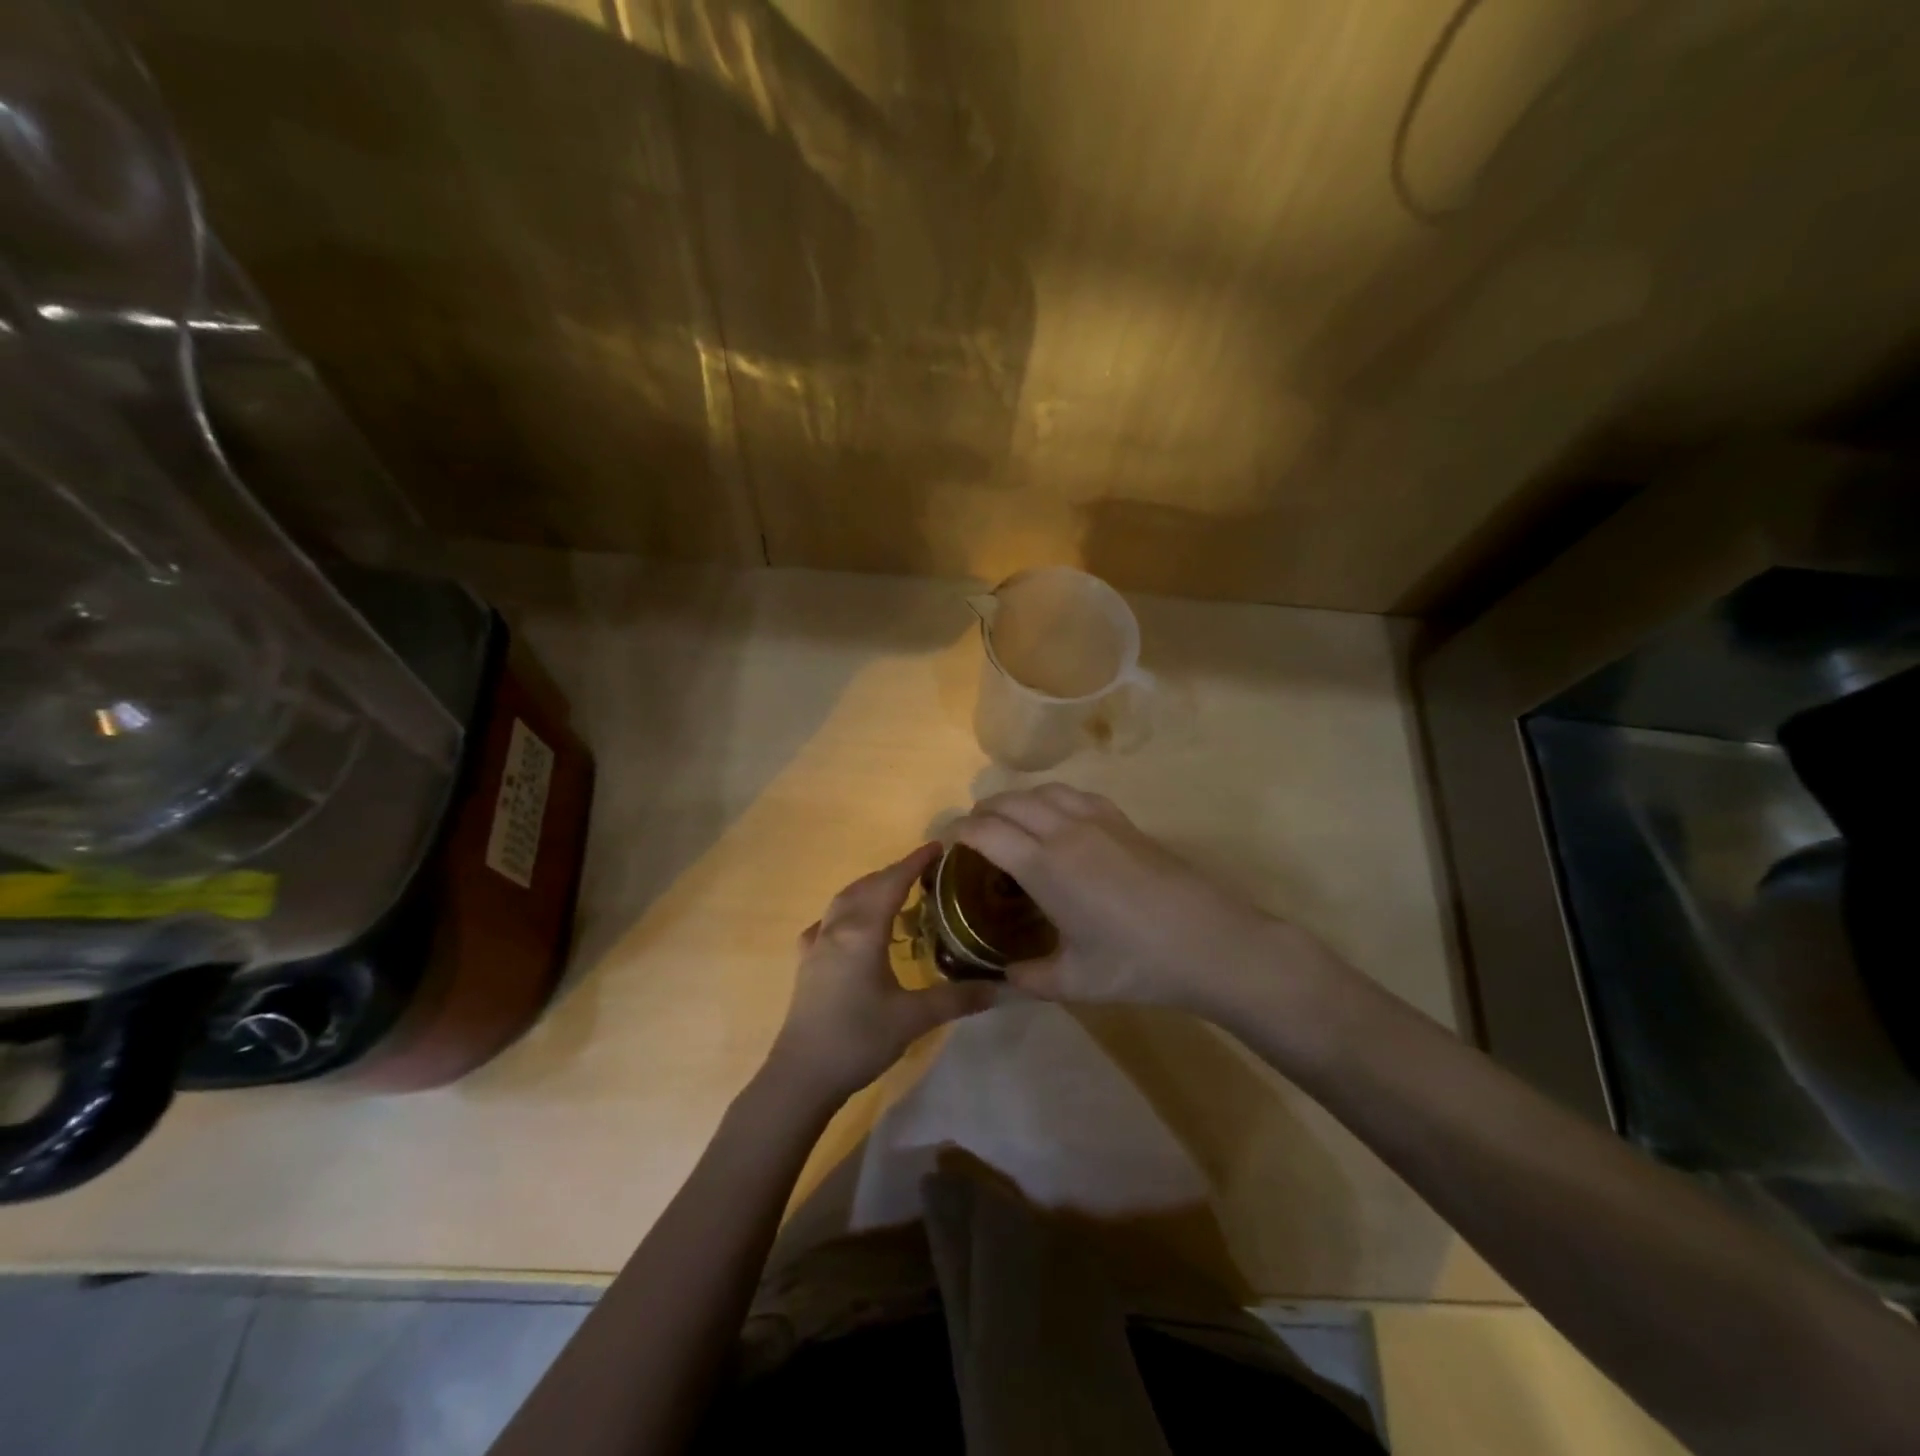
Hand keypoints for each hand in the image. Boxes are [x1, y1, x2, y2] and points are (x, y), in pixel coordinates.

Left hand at [766, 843, 1000, 1103]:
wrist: (802, 1075)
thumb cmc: (858, 1039)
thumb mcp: (913, 1018)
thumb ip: (958, 998)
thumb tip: (1003, 987)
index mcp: (863, 931)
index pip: (892, 882)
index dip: (915, 862)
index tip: (938, 846)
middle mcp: (837, 928)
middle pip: (867, 885)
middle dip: (894, 872)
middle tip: (924, 871)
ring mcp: (817, 944)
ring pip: (844, 900)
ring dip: (870, 888)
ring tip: (895, 893)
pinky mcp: (806, 963)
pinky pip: (828, 922)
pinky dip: (847, 912)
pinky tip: (852, 928)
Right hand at [953, 785, 1341, 1020]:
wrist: (1211, 942)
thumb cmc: (1137, 964)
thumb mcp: (1075, 981)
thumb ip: (1028, 978)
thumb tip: (1001, 978)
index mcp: (1045, 866)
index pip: (986, 831)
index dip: (957, 831)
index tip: (943, 844)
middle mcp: (1065, 830)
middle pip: (1009, 802)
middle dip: (981, 813)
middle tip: (970, 838)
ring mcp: (1098, 820)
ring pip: (1042, 791)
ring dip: (1015, 801)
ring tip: (1007, 824)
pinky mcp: (1123, 821)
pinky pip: (1074, 794)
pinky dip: (1050, 799)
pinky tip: (1056, 821)